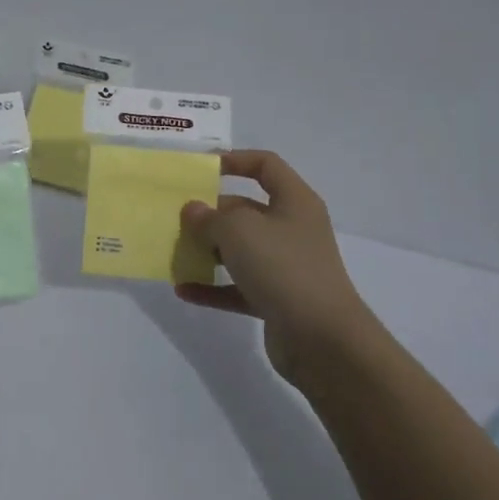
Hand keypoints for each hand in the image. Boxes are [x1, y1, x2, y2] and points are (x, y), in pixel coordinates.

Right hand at [174, 150, 375, 382]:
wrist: (323, 339)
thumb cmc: (283, 267)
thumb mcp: (238, 231)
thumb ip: (209, 217)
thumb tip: (193, 211)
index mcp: (294, 202)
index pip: (266, 165)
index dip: (234, 160)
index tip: (201, 168)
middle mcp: (292, 229)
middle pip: (246, 210)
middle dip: (211, 213)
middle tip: (177, 219)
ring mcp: (286, 266)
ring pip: (240, 250)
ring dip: (208, 252)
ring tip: (175, 253)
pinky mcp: (277, 300)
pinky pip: (237, 287)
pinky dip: (212, 287)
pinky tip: (183, 290)